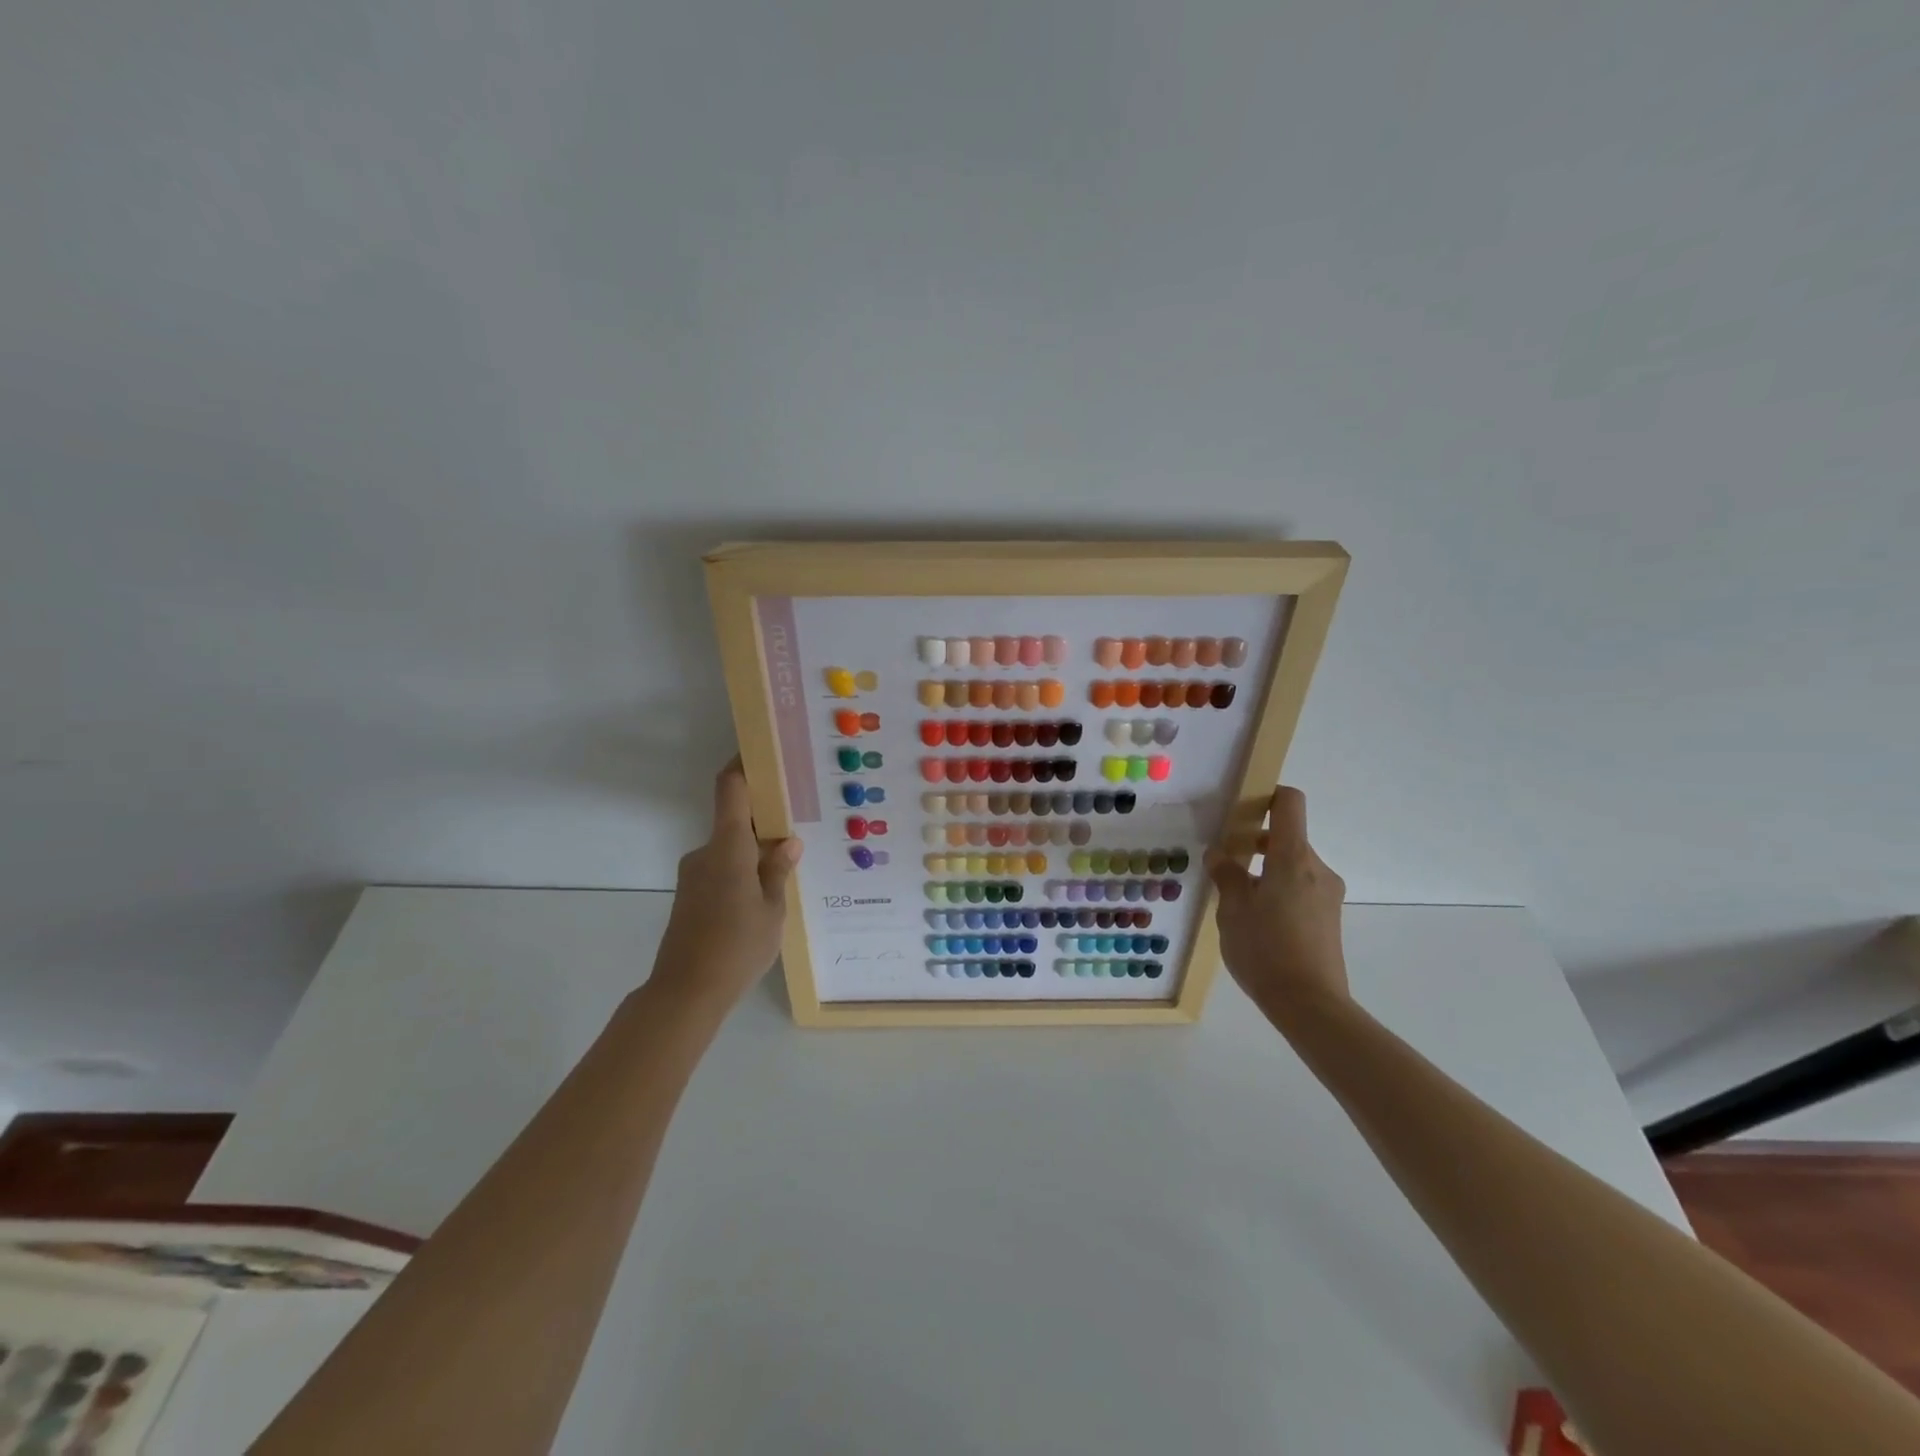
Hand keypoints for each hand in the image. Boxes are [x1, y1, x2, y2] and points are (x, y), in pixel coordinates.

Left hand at [649, 757, 801, 1011]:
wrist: (685, 992)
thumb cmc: (736, 946)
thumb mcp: (772, 910)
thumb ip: (778, 871)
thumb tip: (787, 841)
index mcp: (728, 847)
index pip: (731, 789)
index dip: (744, 765)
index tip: (763, 751)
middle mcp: (706, 852)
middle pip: (735, 820)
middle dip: (765, 818)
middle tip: (800, 821)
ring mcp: (695, 875)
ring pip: (730, 849)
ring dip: (755, 850)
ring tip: (790, 866)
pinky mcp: (690, 896)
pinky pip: (722, 869)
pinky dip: (743, 871)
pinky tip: (765, 895)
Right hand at [1206, 786, 1349, 1018]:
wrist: (1310, 1005)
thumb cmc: (1265, 949)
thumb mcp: (1232, 909)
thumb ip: (1226, 874)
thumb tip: (1220, 854)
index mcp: (1292, 858)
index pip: (1289, 803)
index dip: (1267, 796)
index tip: (1242, 809)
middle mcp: (1317, 869)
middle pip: (1287, 837)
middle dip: (1255, 844)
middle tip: (1225, 862)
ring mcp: (1328, 895)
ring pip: (1292, 866)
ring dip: (1266, 871)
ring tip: (1237, 899)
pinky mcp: (1329, 918)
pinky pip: (1300, 889)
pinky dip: (1278, 891)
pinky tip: (1257, 921)